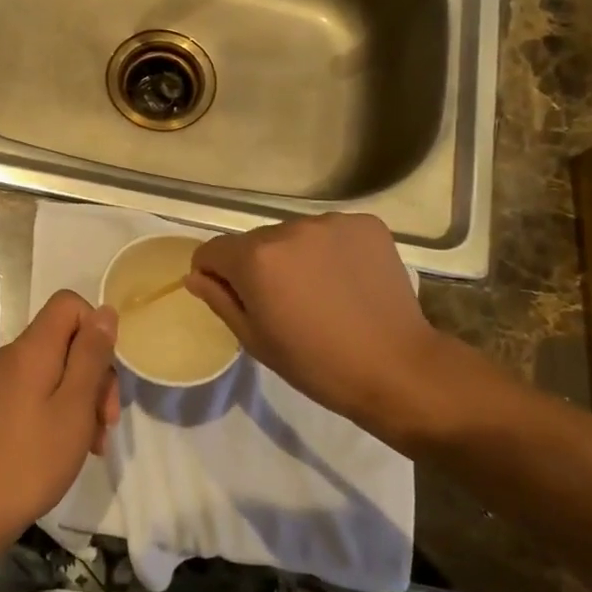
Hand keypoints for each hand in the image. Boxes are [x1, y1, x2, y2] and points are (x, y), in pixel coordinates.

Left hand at [0, 291, 119, 554]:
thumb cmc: (33, 457)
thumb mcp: (75, 405)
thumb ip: (92, 355)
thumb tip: (105, 311)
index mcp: (32, 348)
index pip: (69, 304)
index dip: (96, 328)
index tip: (107, 371)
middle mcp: (13, 355)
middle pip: (67, 339)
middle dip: (95, 372)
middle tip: (107, 419)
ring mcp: (3, 380)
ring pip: (57, 368)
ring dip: (83, 397)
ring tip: (95, 441)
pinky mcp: (0, 404)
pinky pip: (40, 389)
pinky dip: (62, 408)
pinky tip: (74, 444)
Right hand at [186, 214, 502, 444]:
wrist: (396, 368)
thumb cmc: (315, 364)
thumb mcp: (255, 339)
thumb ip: (219, 299)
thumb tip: (196, 275)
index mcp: (256, 258)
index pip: (213, 249)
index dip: (213, 273)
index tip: (233, 297)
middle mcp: (289, 228)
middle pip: (255, 241)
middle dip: (258, 265)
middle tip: (283, 303)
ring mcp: (331, 222)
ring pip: (294, 235)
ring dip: (295, 256)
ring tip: (320, 292)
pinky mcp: (366, 224)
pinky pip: (331, 232)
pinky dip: (330, 250)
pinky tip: (347, 280)